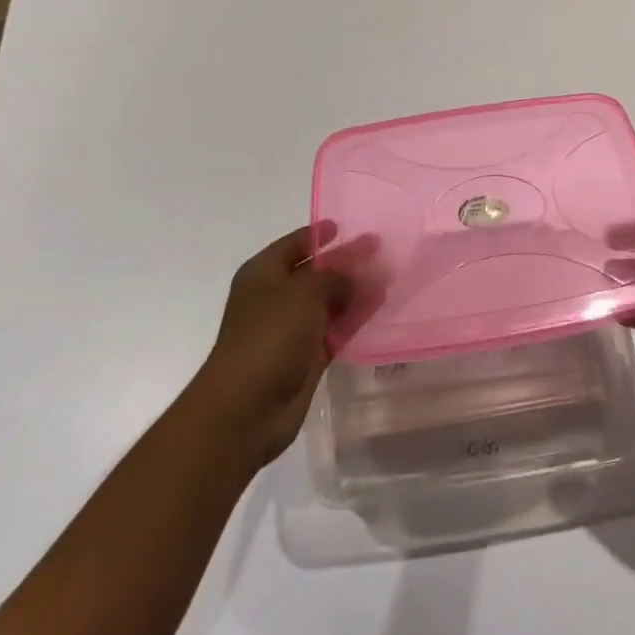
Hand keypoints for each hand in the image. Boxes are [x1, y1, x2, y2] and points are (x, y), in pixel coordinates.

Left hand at [186, 225, 365, 470]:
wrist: (246, 408)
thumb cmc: (269, 335)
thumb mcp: (304, 292)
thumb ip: (334, 276)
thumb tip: (355, 275)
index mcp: (263, 273)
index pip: (294, 244)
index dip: (318, 234)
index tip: (344, 226)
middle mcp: (276, 297)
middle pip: (315, 272)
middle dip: (345, 261)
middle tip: (379, 248)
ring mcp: (291, 329)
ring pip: (329, 301)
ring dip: (355, 289)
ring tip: (388, 275)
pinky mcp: (306, 357)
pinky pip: (335, 329)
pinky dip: (354, 317)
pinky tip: (379, 304)